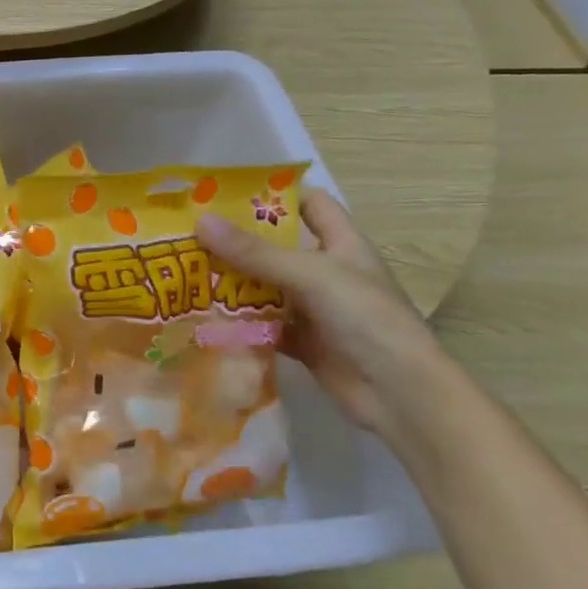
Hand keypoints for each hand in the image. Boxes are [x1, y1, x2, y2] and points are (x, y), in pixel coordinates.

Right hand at [196, 189, 458, 437]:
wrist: (400, 394)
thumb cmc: (365, 318)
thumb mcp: (309, 276)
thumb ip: (254, 252)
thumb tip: (200, 221)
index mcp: (342, 244)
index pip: (310, 205)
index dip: (276, 195)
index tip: (227, 194)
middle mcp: (327, 272)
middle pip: (277, 247)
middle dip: (238, 241)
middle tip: (190, 233)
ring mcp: (315, 309)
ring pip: (266, 287)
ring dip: (233, 283)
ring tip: (186, 272)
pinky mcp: (304, 342)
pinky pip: (264, 325)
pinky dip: (239, 322)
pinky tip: (204, 317)